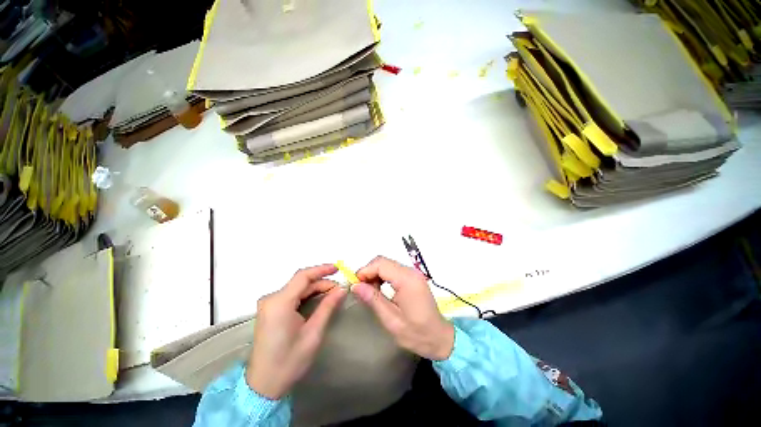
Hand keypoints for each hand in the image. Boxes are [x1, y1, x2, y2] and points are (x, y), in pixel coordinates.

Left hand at [246, 264, 346, 398]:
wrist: (263, 384)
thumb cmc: (289, 361)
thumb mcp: (313, 333)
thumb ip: (327, 307)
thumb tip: (341, 289)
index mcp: (280, 303)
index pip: (303, 276)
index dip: (321, 269)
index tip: (338, 268)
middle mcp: (271, 299)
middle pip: (300, 282)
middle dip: (321, 282)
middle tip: (338, 289)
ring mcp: (269, 304)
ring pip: (297, 288)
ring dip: (315, 288)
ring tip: (332, 293)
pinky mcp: (270, 310)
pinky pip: (291, 295)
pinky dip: (306, 294)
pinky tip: (318, 298)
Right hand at [351, 256, 454, 360]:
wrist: (439, 338)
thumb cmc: (417, 333)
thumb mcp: (391, 320)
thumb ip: (373, 300)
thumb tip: (355, 285)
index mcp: (407, 280)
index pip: (381, 264)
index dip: (365, 271)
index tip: (355, 285)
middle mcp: (411, 271)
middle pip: (383, 261)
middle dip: (368, 272)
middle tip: (361, 289)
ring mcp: (413, 273)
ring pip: (387, 264)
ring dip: (375, 274)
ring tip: (369, 291)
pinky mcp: (413, 277)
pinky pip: (393, 270)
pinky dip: (383, 276)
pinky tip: (380, 289)